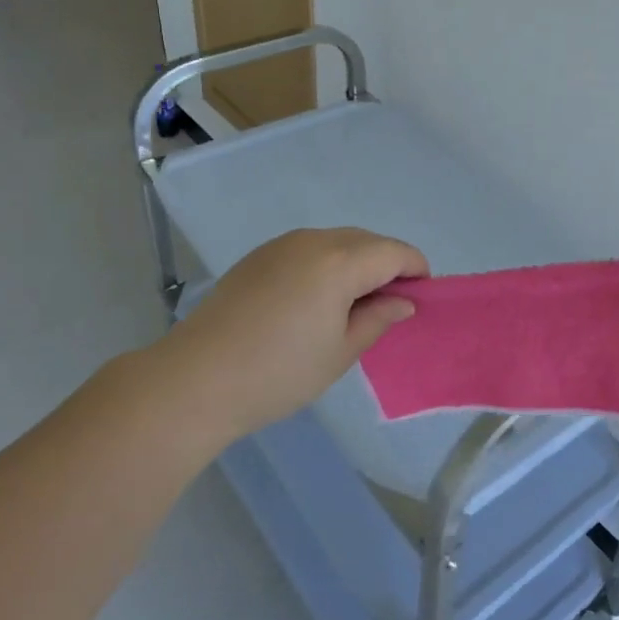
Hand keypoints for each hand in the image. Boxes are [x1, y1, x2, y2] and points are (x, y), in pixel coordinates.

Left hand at [163, 228, 428, 440]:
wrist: (196, 379)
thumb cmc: (279, 372)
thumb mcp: (340, 352)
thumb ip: (377, 319)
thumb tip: (403, 301)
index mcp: (340, 261)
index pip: (395, 253)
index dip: (416, 270)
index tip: (422, 298)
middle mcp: (313, 240)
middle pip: (367, 241)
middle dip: (387, 265)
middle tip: (389, 306)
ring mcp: (281, 244)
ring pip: (336, 241)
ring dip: (356, 262)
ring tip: (352, 304)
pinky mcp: (258, 256)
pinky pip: (308, 249)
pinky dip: (326, 264)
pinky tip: (314, 300)